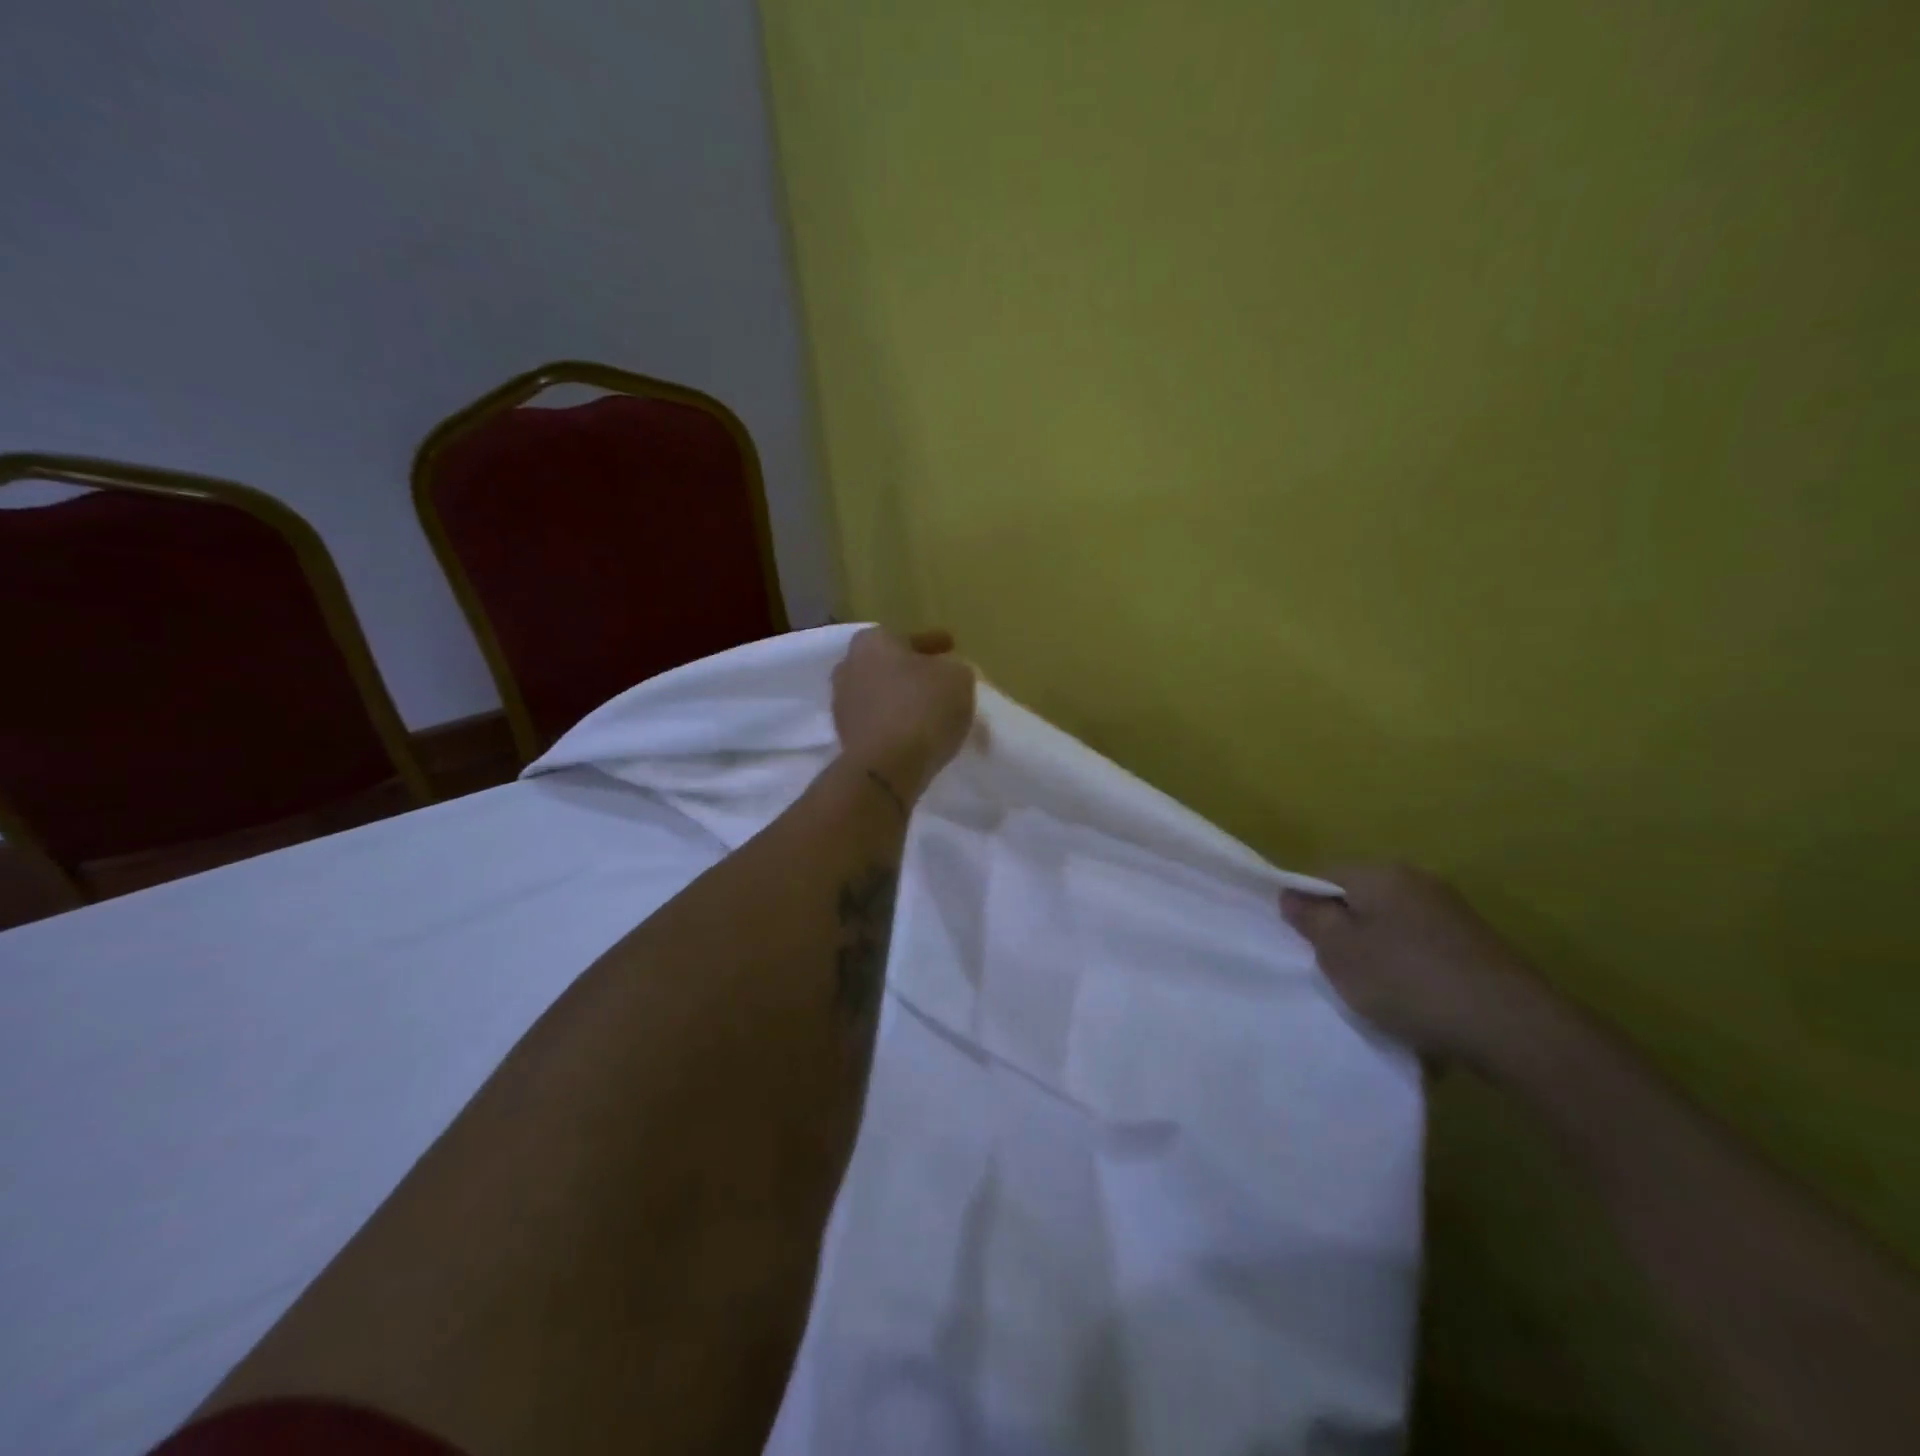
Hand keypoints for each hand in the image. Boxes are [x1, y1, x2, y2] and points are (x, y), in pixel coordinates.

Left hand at [832, 627, 975, 803]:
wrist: (885, 767)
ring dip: (901, 698)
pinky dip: (893, 722)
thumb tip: (947, 674)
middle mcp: (849, 666)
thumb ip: (955, 668)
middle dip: (911, 671)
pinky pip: (877, 720)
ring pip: (880, 693)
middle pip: (889, 664)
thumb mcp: (958, 678)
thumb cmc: (922, 709)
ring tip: (928, 709)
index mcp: (873, 641)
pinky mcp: (844, 735)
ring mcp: (842, 703)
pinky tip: (913, 731)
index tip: (951, 647)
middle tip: (937, 679)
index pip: (909, 638)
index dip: (934, 643)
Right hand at [1280, 863, 1549, 1068]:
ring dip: (1376, 953)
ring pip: (1390, 926)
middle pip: (1359, 899)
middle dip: (1342, 930)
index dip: (1303, 904)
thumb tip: (1292, 894)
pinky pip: (1422, 948)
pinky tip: (1414, 1003)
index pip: (1322, 874)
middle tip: (1333, 969)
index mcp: (1379, 873)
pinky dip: (1409, 970)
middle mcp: (1417, 880)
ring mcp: (1451, 911)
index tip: (1301, 942)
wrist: (1513, 1027)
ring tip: (1374, 992)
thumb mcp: (1340, 953)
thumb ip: (1311, 919)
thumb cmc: (1408, 981)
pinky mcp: (1475, 944)